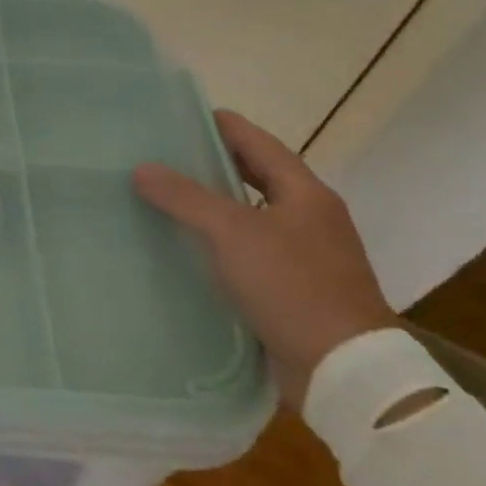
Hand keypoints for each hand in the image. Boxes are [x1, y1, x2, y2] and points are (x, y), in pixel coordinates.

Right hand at [133, 110, 396, 409]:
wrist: (343, 371)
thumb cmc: (292, 286)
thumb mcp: (232, 232)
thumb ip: (186, 196)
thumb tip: (142, 168)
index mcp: (306, 194)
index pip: (258, 142)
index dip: (221, 125)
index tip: (179, 115)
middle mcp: (309, 218)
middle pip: (256, 177)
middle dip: (212, 163)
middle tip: (163, 154)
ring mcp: (304, 256)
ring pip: (250, 215)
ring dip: (213, 205)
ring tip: (164, 196)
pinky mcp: (293, 289)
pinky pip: (248, 251)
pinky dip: (219, 242)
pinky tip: (186, 247)